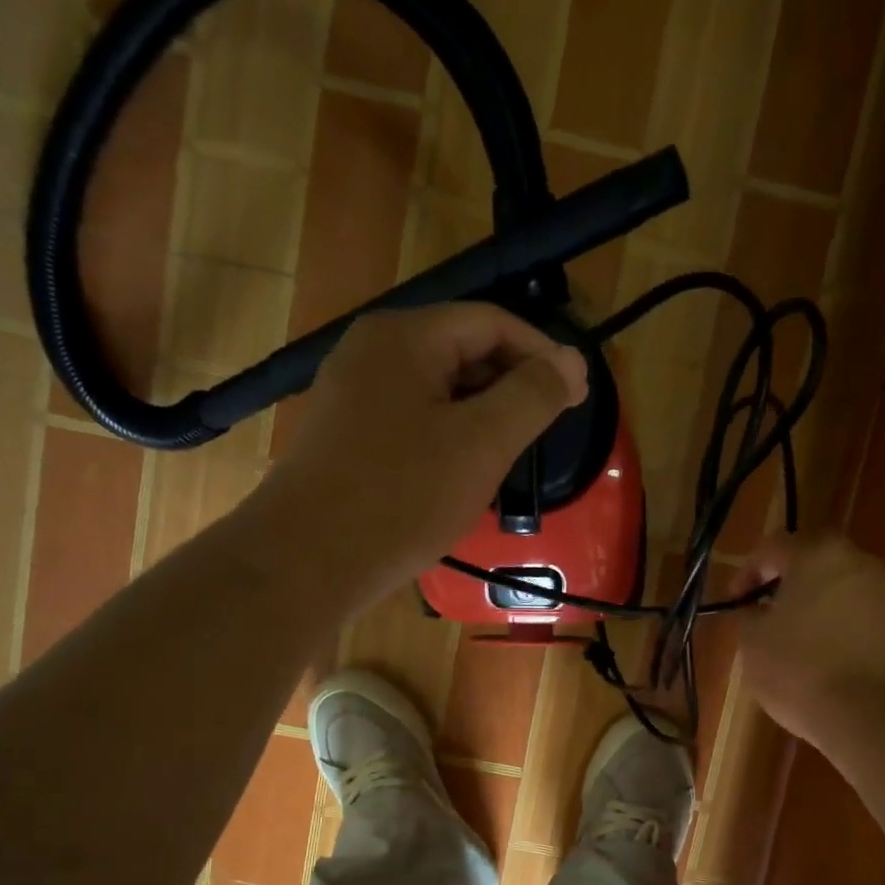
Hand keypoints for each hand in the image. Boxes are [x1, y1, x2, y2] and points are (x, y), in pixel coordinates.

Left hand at [261, 303, 588, 606]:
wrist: (306, 561)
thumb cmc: (402, 496)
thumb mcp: (482, 443)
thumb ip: (533, 395)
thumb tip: (573, 361)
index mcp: (405, 338)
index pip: (492, 323)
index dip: (541, 354)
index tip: (578, 396)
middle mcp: (372, 353)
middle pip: (463, 351)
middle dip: (512, 386)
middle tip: (548, 431)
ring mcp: (354, 397)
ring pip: (439, 392)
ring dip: (483, 417)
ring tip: (513, 456)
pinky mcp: (348, 439)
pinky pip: (415, 422)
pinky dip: (451, 439)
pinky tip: (466, 476)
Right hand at [736, 533, 884, 750]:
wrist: (869, 713)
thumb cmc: (799, 668)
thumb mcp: (752, 641)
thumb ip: (748, 614)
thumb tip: (755, 610)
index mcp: (816, 553)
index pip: (772, 546)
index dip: (746, 572)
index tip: (734, 602)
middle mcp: (855, 560)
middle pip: (809, 559)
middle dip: (781, 582)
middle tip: (760, 611)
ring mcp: (880, 591)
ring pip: (833, 584)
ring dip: (807, 601)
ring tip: (785, 635)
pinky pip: (851, 609)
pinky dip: (829, 620)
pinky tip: (814, 651)